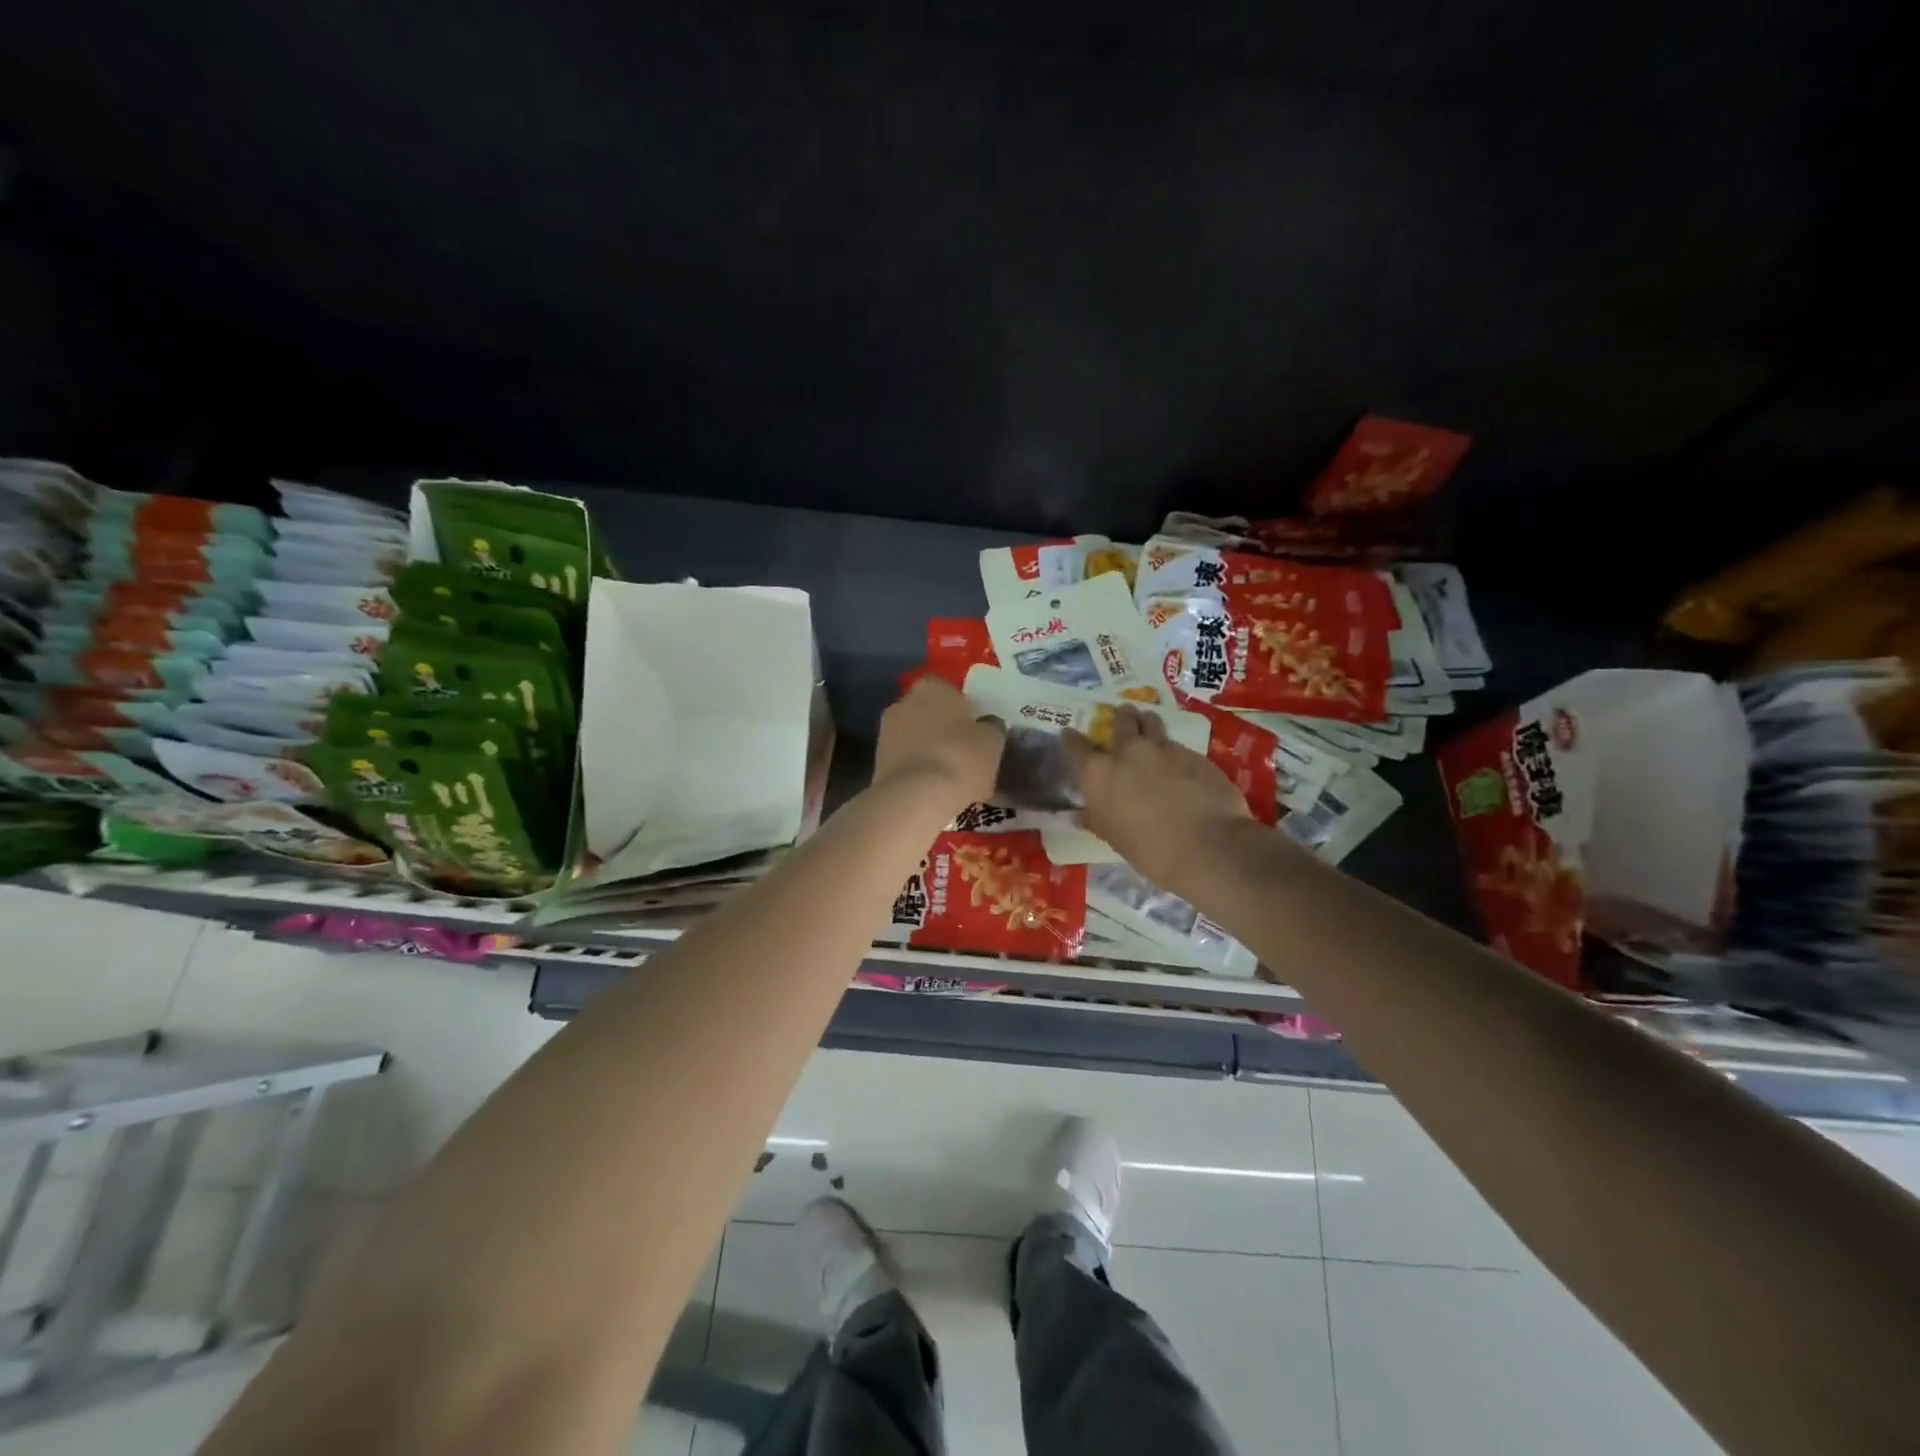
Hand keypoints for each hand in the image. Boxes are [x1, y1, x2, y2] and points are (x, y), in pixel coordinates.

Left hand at [873, 677, 1005, 817]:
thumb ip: (991, 727)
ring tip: (948, 771)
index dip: (962, 707)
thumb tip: (987, 725)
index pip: (948, 688)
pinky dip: (916, 768)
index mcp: (932, 686)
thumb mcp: (992, 741)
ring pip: (914, 735)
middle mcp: (904, 701)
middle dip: (942, 726)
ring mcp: (886, 731)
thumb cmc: (960, 758)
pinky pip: (904, 759)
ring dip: (927, 748)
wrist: (916, 797)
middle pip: (928, 711)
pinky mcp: (877, 761)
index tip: (975, 727)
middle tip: (963, 749)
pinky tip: (932, 786)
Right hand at [1062, 706, 1253, 890]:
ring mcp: (1162, 748)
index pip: (1074, 746)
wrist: (1208, 846)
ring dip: (1147, 723)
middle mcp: (1126, 752)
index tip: (1070, 736)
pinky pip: (1176, 744)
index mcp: (1098, 774)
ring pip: (1151, 721)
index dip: (1071, 739)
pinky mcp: (1193, 753)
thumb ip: (1096, 820)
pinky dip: (1172, 749)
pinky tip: (1178, 762)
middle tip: (1123, 720)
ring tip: (1149, 728)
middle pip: (1120, 720)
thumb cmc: (1150, 850)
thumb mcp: (1115, 838)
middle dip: (1120, 718)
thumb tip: (1079, 816)